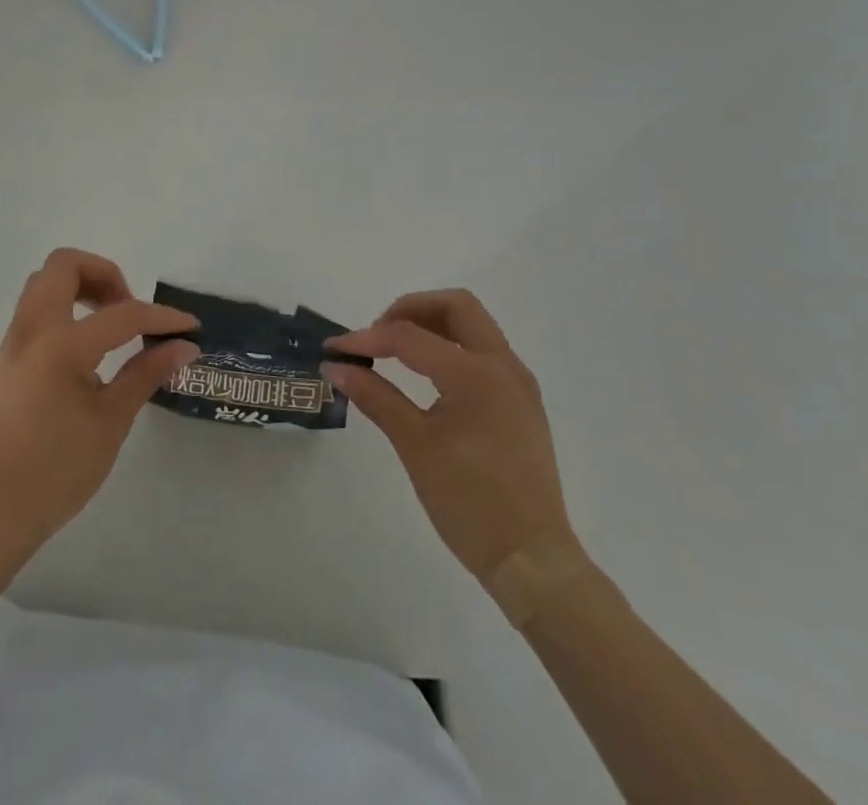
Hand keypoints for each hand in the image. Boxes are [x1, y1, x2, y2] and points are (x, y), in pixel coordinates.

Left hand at [0, 248, 198, 548]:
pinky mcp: (2, 362)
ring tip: (107, 325)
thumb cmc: (60, 469)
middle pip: (63, 266)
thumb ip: (146, 373)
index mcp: (61, 345)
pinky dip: (61, 314)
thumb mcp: (112, 420)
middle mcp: (31, 331)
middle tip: (127, 308)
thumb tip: (184, 347)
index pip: (122, 314)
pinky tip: (81, 355)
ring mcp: (10, 344)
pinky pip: (32, 315)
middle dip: (104, 274)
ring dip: (78, 288)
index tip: (188, 326)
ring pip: (41, 285)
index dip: (161, 317)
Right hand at [324, 290, 576, 587]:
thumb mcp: (415, 446)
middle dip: (410, 309)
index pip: (410, 336)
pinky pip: (483, 351)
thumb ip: (375, 396)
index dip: (367, 338)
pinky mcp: (521, 401)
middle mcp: (503, 366)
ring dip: (432, 325)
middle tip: (377, 335)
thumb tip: (335, 367)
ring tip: (395, 351)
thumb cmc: (470, 502)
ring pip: (473, 325)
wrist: (533, 561)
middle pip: (455, 306)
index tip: (334, 349)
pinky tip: (426, 375)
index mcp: (477, 374)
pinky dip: (450, 347)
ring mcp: (517, 383)